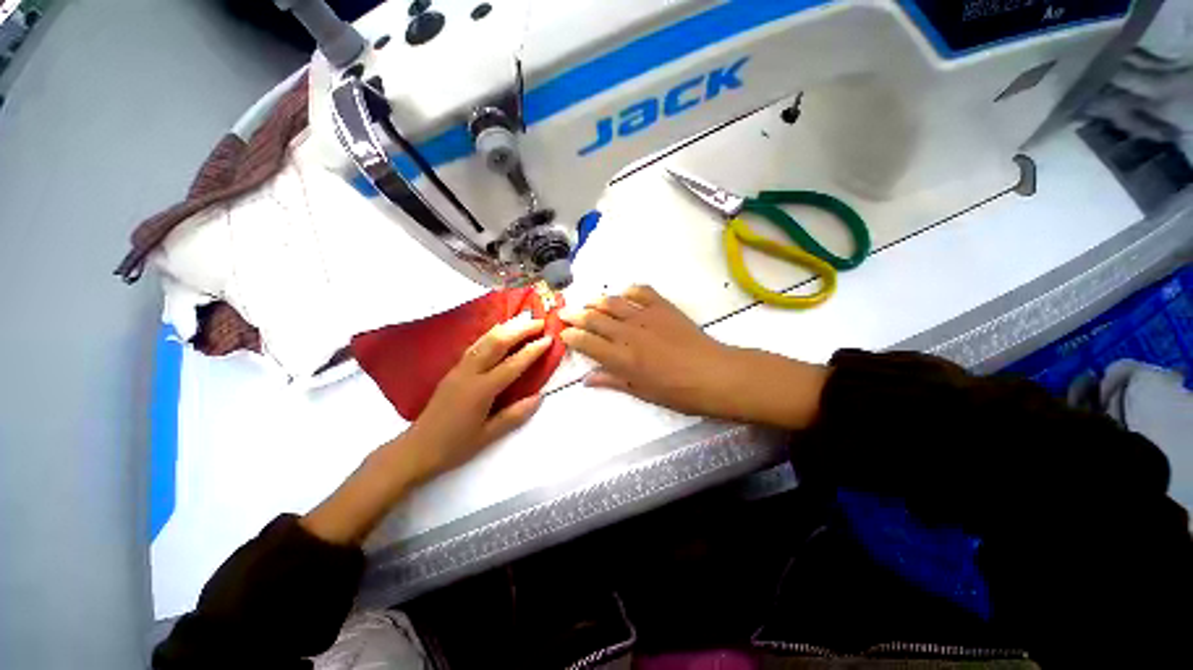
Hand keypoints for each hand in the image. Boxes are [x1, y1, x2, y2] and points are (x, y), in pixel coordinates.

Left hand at [403, 317, 552, 482]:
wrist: (417, 448)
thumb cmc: (454, 446)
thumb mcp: (488, 435)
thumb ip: (514, 415)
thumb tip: (539, 397)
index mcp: (481, 390)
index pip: (512, 364)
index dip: (532, 350)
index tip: (549, 338)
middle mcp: (469, 373)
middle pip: (497, 343)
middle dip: (520, 330)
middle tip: (539, 322)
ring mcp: (459, 368)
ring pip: (484, 340)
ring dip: (506, 328)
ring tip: (523, 320)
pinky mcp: (453, 370)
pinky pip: (475, 345)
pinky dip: (490, 334)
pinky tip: (498, 331)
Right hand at [560, 285, 826, 428]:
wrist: (715, 374)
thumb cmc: (678, 392)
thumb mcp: (642, 392)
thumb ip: (613, 381)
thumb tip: (587, 380)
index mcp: (623, 358)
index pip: (587, 342)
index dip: (571, 336)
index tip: (562, 332)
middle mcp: (629, 333)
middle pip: (595, 319)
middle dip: (576, 314)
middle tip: (564, 312)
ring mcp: (647, 317)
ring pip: (614, 303)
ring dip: (597, 301)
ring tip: (588, 302)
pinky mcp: (664, 307)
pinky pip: (642, 292)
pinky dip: (630, 290)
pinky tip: (624, 294)